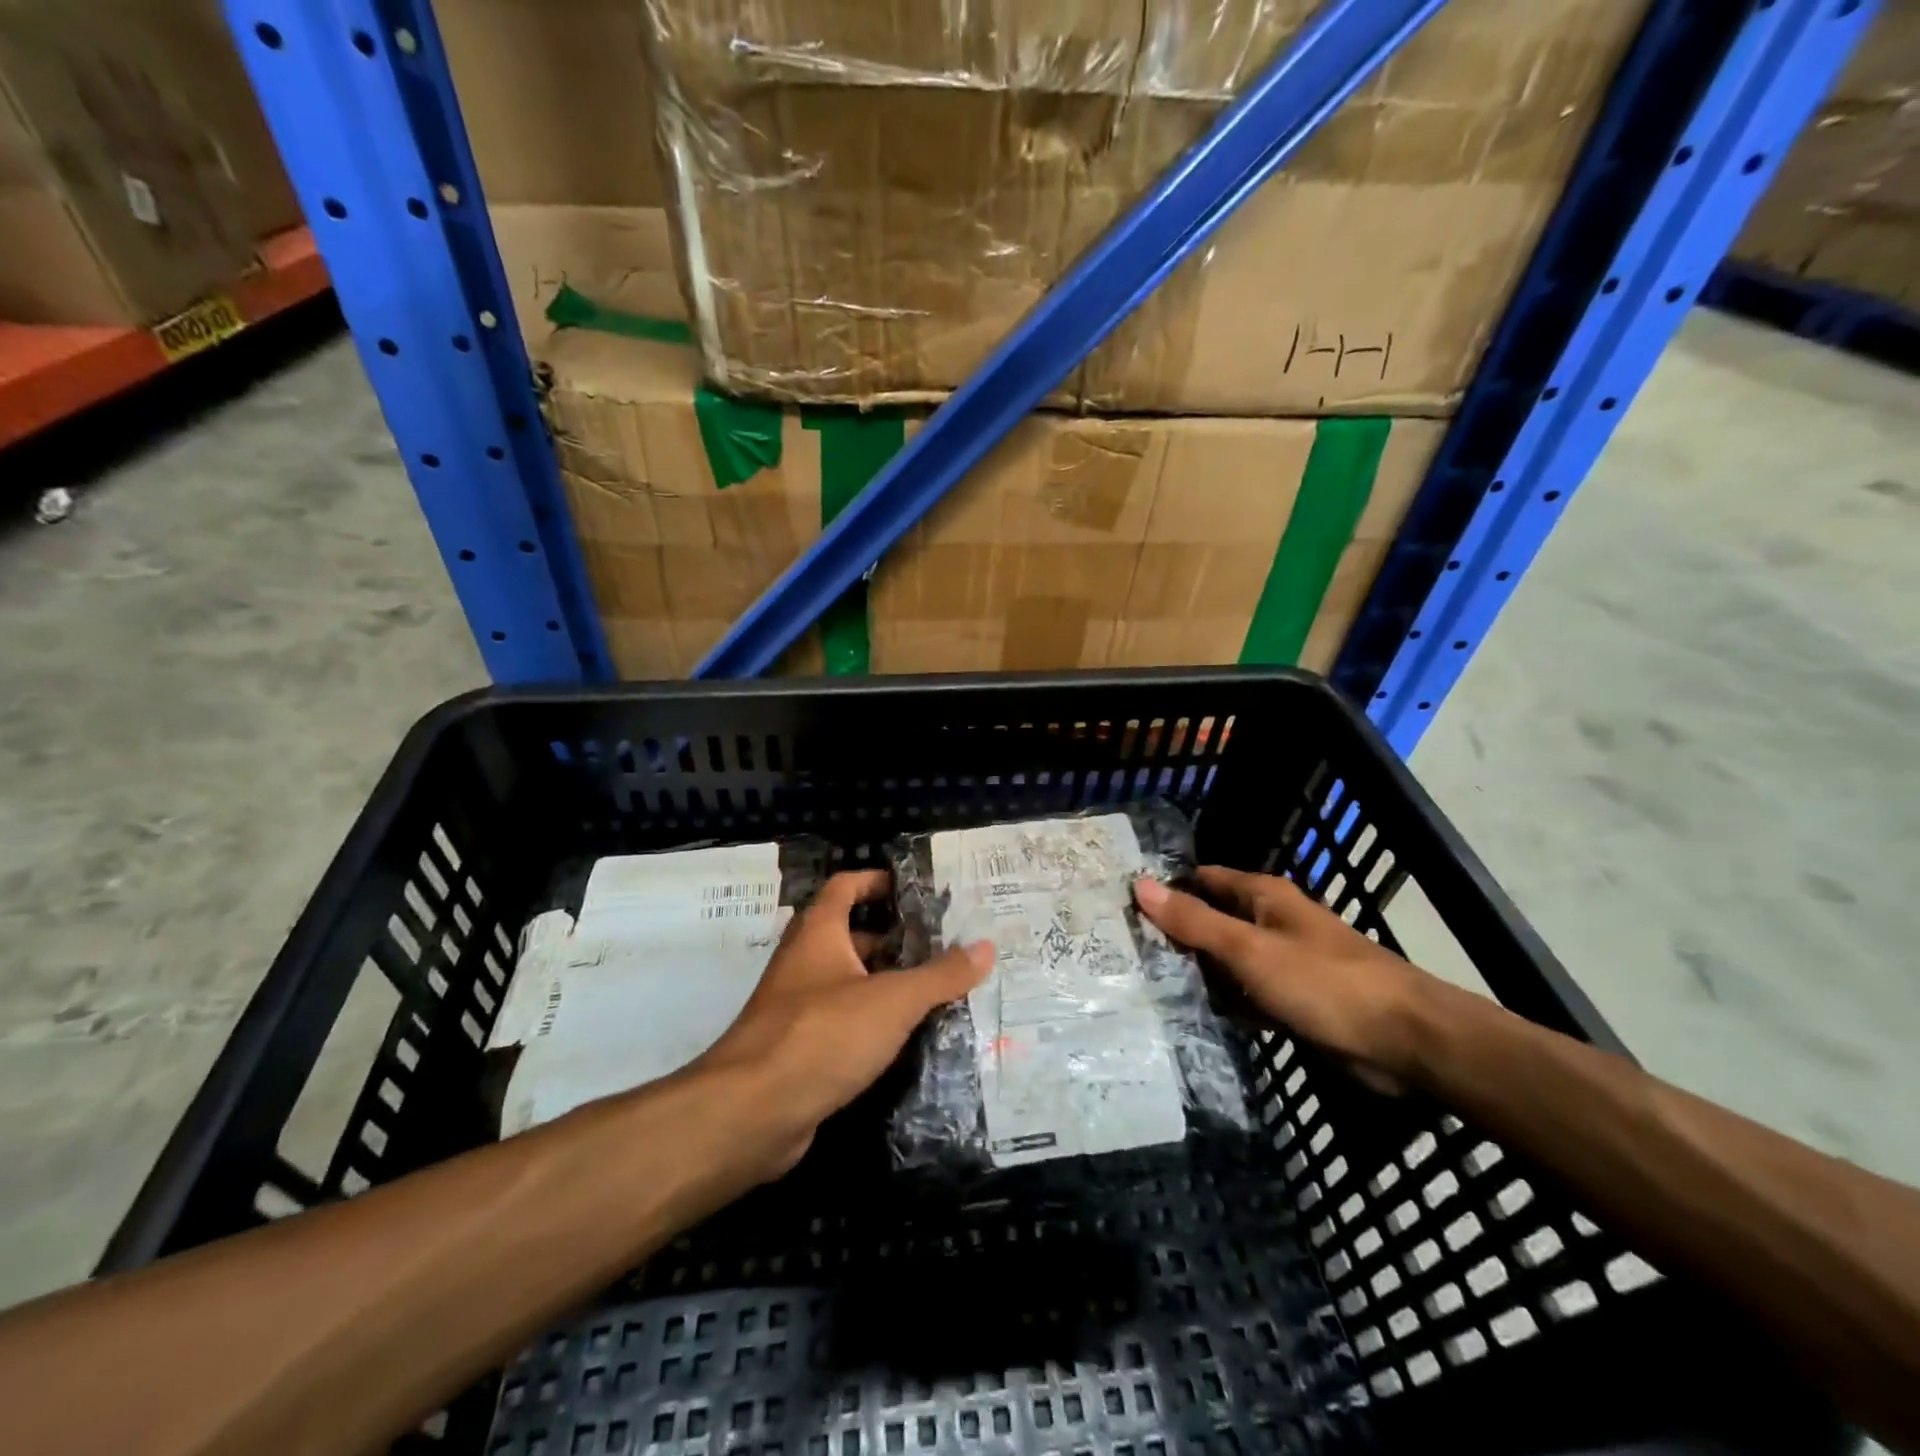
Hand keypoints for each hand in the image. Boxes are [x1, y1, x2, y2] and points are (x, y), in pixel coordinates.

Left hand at [693, 870, 992, 1178]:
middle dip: (891, 938)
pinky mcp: (797, 1050)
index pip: (844, 887)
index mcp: (819, 934)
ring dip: (883, 983)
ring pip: (846, 982)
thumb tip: (986, 947)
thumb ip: (941, 975)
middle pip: (848, 935)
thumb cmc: (823, 1036)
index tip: (913, 889)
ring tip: (933, 991)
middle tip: (938, 946)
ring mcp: (796, 1008)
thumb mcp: (893, 1001)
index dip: (875, 881)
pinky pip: (841, 1022)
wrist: (751, 1113)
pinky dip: (869, 1022)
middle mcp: (803, 963)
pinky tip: (903, 1039)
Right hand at [1134, 867, 1432, 1091]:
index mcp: (1263, 896)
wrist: (1406, 1041)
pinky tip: (1192, 1014)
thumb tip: (1140, 885)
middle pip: (1212, 921)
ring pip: (1227, 961)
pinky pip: (1246, 994)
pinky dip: (1225, 1001)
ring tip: (1144, 983)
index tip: (1123, 905)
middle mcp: (1271, 922)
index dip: (1167, 889)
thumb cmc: (1324, 983)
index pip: (1202, 880)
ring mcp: (1283, 963)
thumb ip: (1195, 921)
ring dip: (1198, 972)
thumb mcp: (1249, 949)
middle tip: (1124, 951)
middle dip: (1176, 935)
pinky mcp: (1293, 1000)